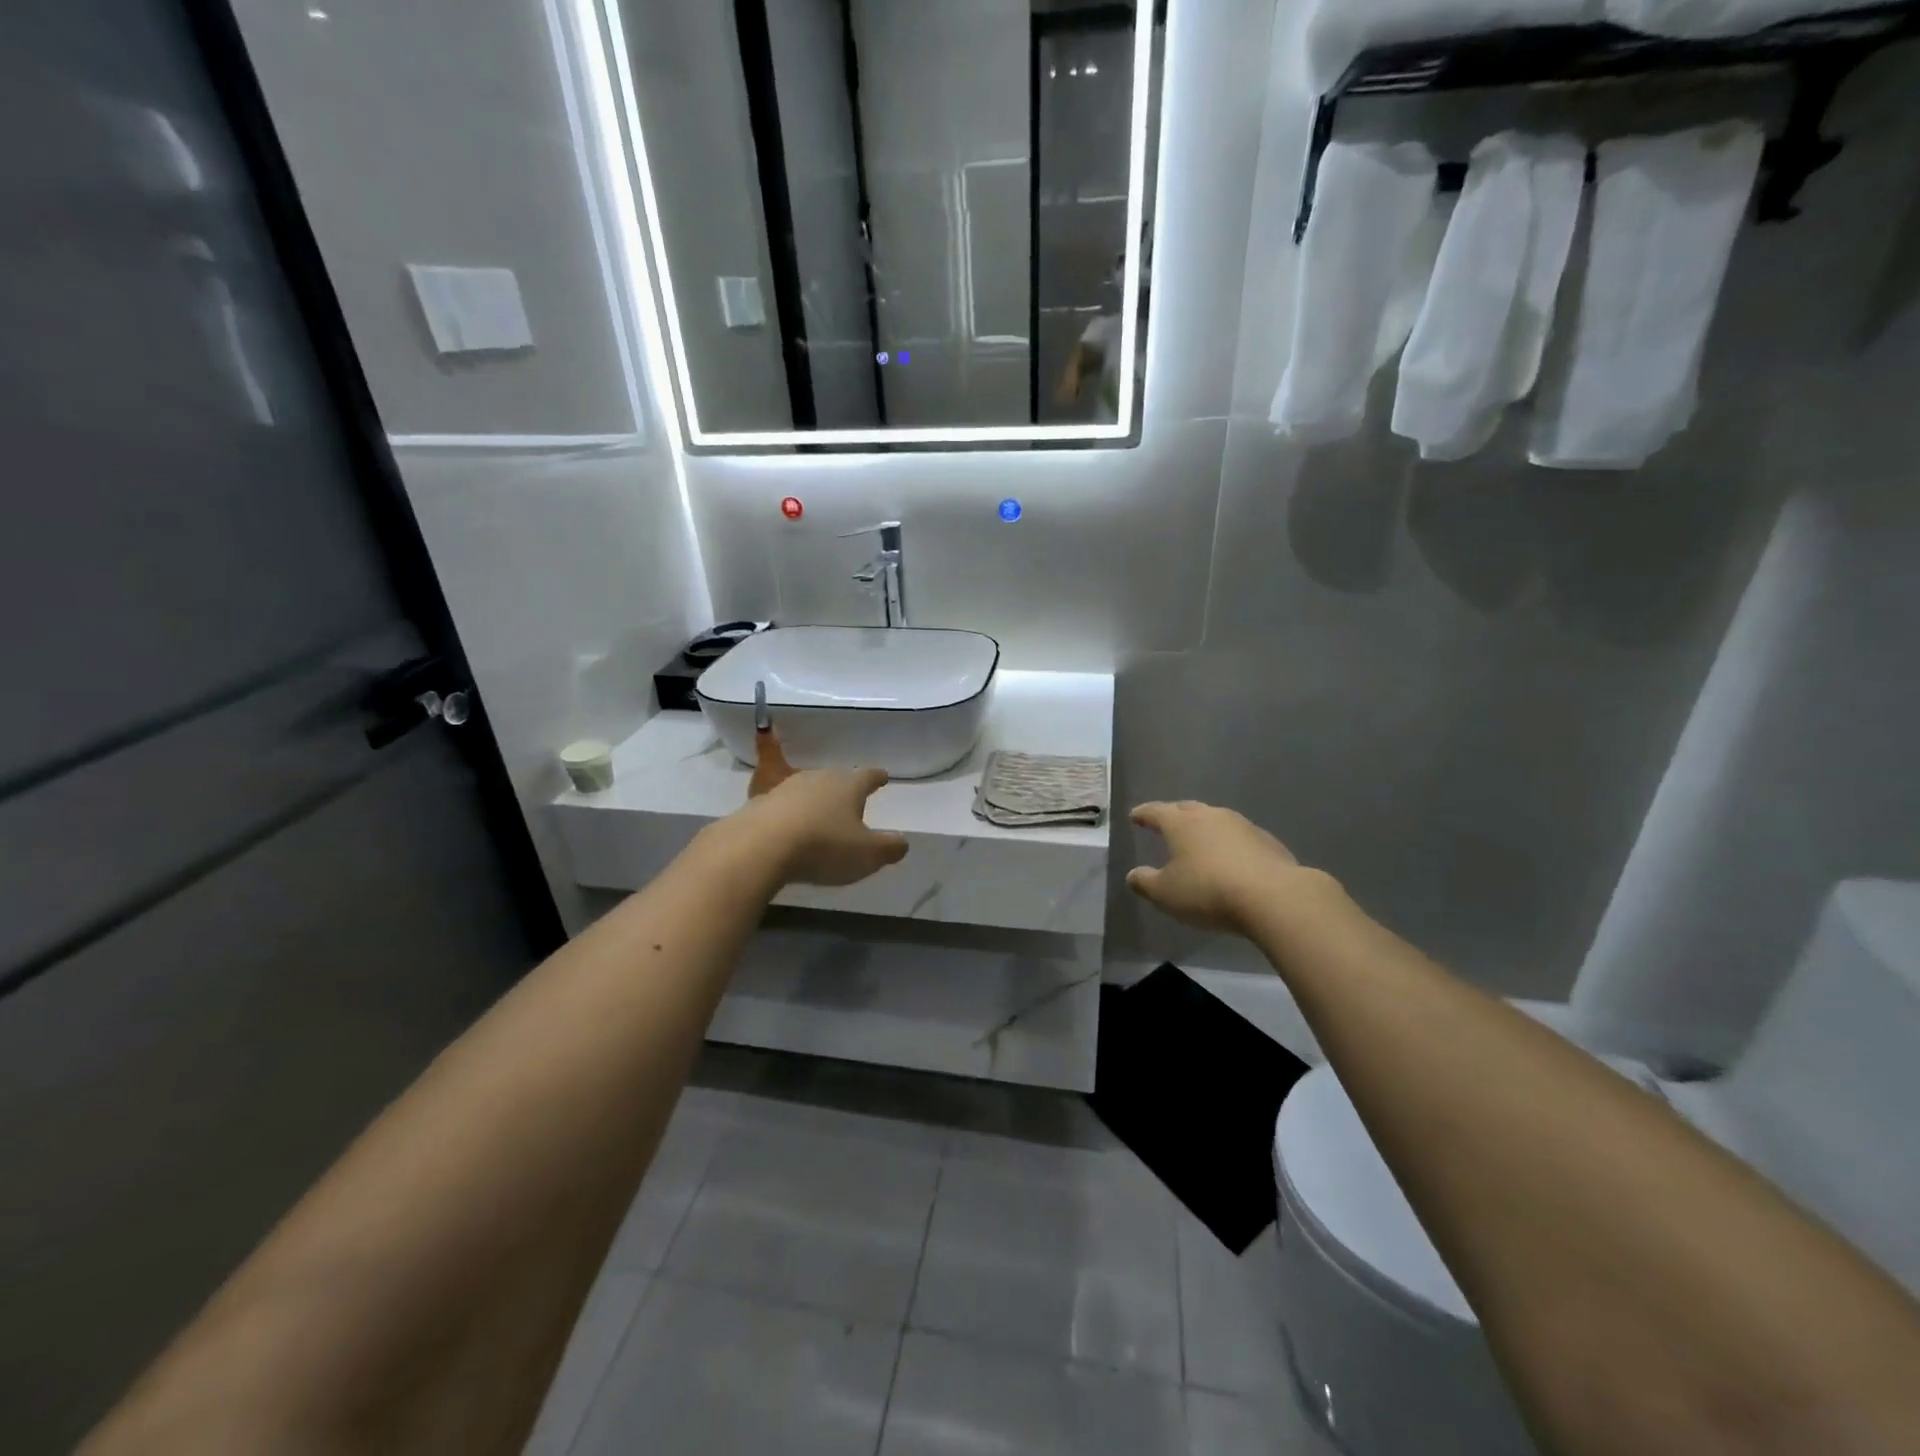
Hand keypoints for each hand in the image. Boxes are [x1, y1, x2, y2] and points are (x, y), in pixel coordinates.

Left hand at [723, 727, 908, 886]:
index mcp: (848, 785)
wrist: (759, 847)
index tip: (883, 776)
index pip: (868, 775)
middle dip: (845, 789)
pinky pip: (783, 807)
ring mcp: (786, 788)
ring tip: (822, 816)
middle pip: (837, 778)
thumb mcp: (867, 855)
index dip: (877, 777)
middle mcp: (818, 778)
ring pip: (808, 790)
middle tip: (852, 799)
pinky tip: (790, 830)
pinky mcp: (760, 804)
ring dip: (816, 801)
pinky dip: (790, 816)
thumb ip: (890, 847)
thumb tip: (902, 842)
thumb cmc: (823, 846)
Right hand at [1126, 800, 1319, 933]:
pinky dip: (1230, 843)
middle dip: (1174, 814)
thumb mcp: (1165, 894)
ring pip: (1216, 819)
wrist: (1273, 897)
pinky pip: (1240, 836)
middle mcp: (1210, 816)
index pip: (1156, 811)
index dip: (1143, 813)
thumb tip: (1133, 875)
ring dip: (1205, 827)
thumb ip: (1145, 882)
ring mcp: (1242, 825)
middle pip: (1187, 809)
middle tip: (1166, 822)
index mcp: (1181, 823)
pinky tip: (1232, 859)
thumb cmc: (1208, 891)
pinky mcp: (1267, 841)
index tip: (1135, 815)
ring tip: (1199, 840)